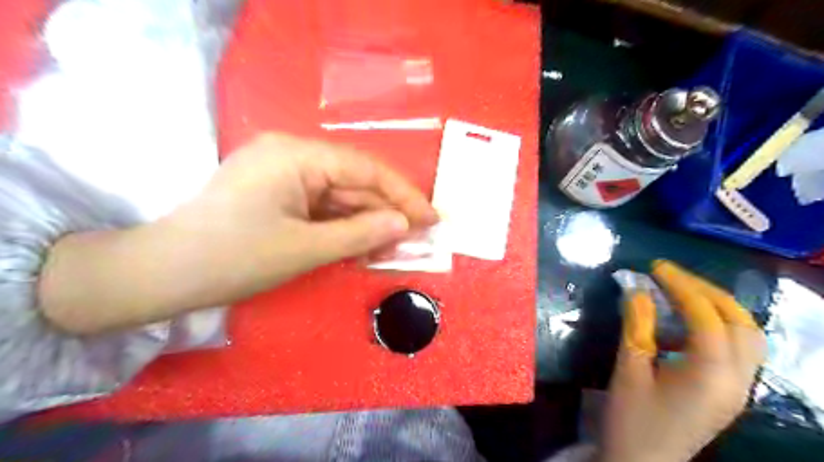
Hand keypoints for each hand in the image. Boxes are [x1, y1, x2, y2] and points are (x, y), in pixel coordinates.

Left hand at [172, 132, 439, 291]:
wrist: (163, 275)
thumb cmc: (234, 258)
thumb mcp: (306, 248)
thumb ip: (361, 233)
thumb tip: (405, 225)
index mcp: (296, 155)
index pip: (365, 170)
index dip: (403, 196)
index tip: (431, 219)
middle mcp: (291, 154)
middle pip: (353, 183)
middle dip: (385, 212)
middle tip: (416, 239)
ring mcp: (282, 173)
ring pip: (339, 197)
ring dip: (366, 222)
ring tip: (395, 246)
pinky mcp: (276, 193)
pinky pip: (320, 206)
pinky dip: (342, 226)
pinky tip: (362, 244)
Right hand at [600, 260, 765, 461]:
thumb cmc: (631, 419)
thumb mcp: (628, 369)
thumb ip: (637, 326)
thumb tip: (635, 288)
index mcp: (711, 376)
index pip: (707, 317)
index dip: (681, 286)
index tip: (655, 267)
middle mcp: (737, 380)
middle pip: (741, 323)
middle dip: (706, 291)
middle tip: (670, 276)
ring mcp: (738, 388)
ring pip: (746, 335)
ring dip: (716, 307)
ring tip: (679, 293)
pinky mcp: (728, 392)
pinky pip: (735, 349)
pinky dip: (713, 326)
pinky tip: (681, 325)